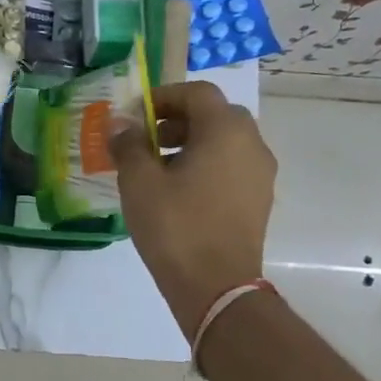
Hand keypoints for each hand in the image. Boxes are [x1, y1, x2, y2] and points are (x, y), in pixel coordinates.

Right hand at [111, 81, 276, 336]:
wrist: (216, 288)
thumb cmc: (175, 227)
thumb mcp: (139, 182)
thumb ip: (129, 144)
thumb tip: (120, 123)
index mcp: (225, 131)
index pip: (197, 93)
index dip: (163, 97)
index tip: (135, 115)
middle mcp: (252, 144)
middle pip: (214, 115)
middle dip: (177, 120)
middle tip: (145, 139)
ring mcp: (260, 174)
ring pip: (224, 142)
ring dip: (191, 143)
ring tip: (156, 168)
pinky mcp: (259, 200)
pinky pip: (231, 166)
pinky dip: (206, 165)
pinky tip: (178, 192)